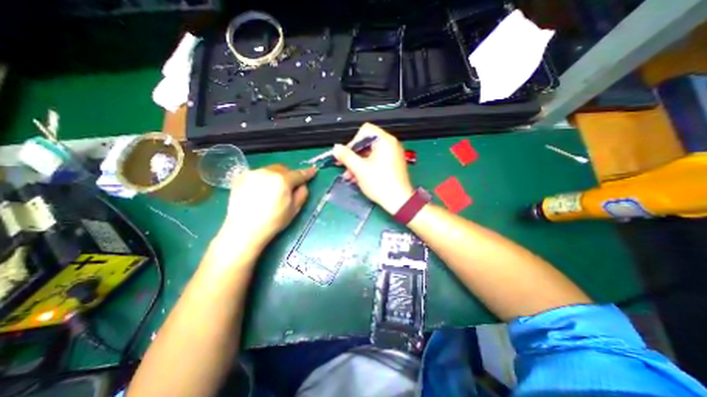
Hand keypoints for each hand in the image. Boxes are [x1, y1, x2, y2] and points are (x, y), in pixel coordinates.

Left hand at [217, 163, 312, 244]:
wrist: (245, 229)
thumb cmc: (274, 221)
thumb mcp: (294, 209)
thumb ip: (302, 193)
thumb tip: (302, 185)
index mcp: (283, 180)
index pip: (298, 174)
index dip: (307, 173)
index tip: (313, 171)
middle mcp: (267, 172)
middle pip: (283, 169)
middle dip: (289, 175)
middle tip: (289, 186)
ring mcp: (253, 173)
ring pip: (270, 170)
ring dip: (275, 176)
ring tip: (272, 190)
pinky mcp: (241, 177)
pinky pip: (257, 174)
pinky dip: (263, 179)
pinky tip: (260, 191)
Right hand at [334, 123, 414, 213]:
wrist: (398, 201)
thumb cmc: (382, 184)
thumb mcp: (360, 169)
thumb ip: (346, 156)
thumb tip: (336, 148)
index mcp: (385, 141)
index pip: (365, 131)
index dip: (353, 141)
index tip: (346, 154)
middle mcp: (390, 145)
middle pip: (366, 143)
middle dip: (353, 156)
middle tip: (345, 166)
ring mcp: (392, 155)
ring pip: (370, 154)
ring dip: (358, 163)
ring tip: (350, 176)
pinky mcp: (392, 164)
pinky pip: (375, 161)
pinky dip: (366, 167)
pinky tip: (358, 177)